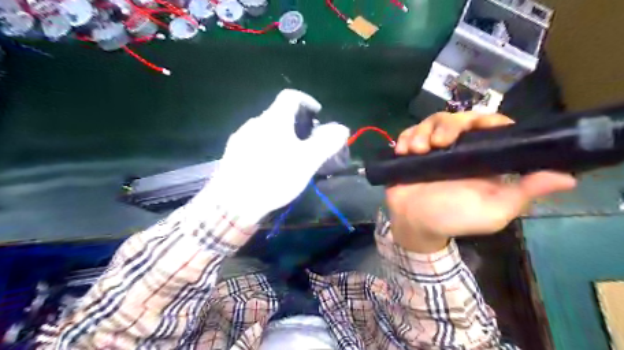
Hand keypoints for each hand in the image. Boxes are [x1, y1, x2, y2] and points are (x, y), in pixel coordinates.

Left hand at [207, 90, 347, 219]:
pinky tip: (268, 165)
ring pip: (266, 129)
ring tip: (289, 155)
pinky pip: (254, 141)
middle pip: (278, 114)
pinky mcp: (232, 152)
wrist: (233, 202)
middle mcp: (255, 123)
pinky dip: (267, 145)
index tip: (317, 113)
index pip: (290, 96)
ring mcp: (240, 137)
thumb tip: (342, 128)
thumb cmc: (274, 178)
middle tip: (306, 141)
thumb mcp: (306, 162)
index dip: (307, 100)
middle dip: (296, 123)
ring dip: (280, 135)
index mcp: (274, 120)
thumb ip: (326, 143)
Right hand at [389, 111, 577, 251]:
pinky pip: (409, 133)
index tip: (477, 126)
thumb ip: (522, 194)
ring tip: (416, 150)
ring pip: (431, 122)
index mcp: (480, 158)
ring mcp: (432, 150)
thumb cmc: (453, 219)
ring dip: (422, 132)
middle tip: (438, 143)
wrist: (414, 224)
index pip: (489, 126)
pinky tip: (403, 151)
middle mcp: (457, 149)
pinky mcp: (411, 152)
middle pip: (456, 118)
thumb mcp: (492, 211)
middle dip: (447, 125)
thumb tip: (567, 178)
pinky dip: (406, 137)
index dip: (486, 120)